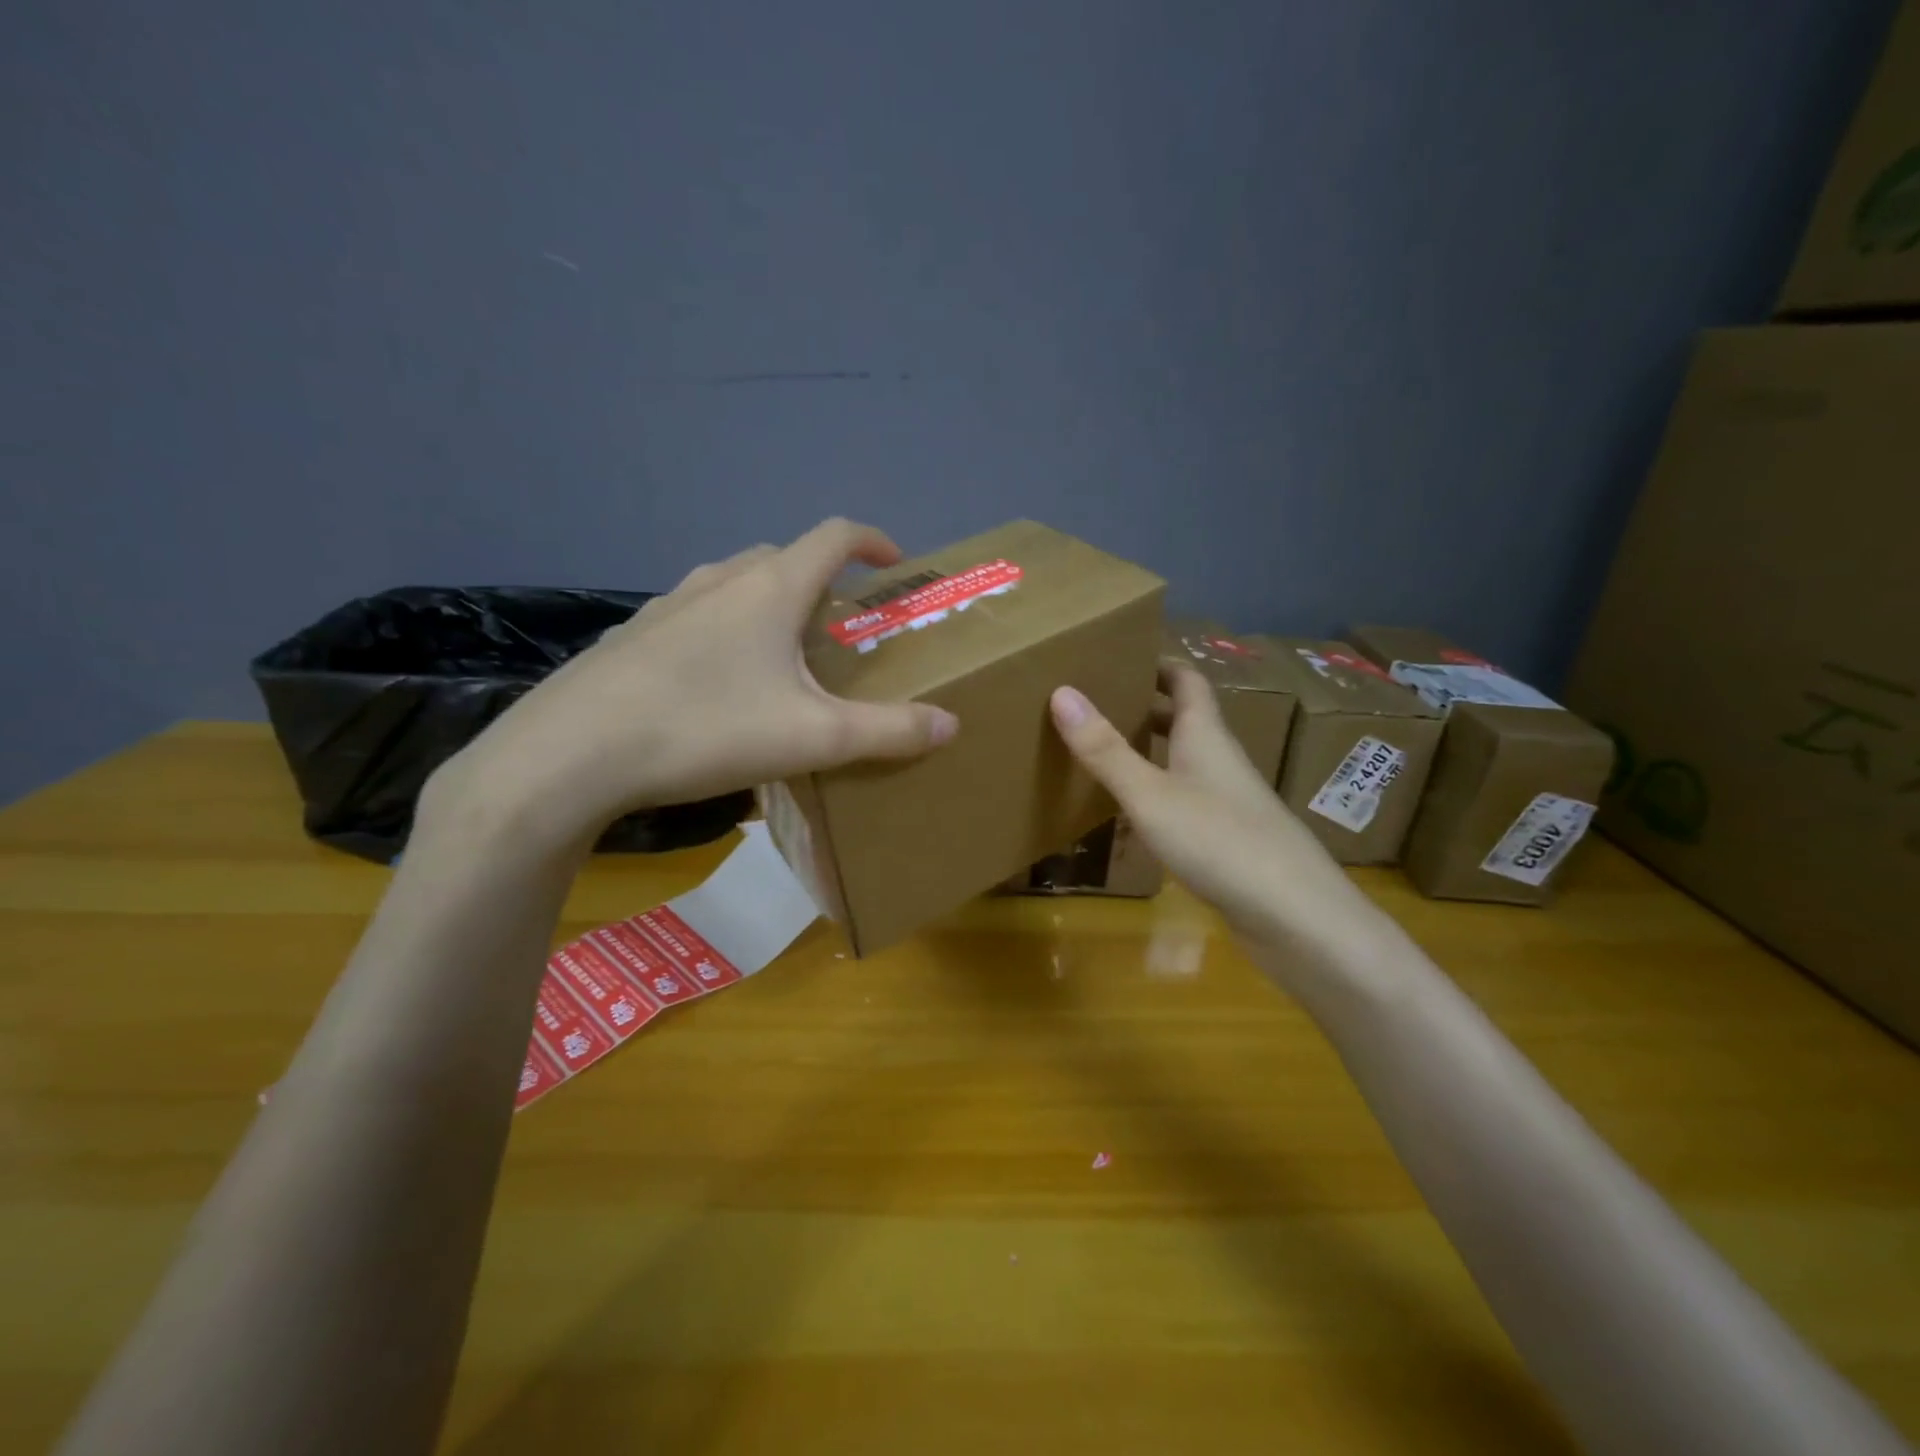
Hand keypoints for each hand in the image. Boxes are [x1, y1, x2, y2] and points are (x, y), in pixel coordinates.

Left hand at [436, 519, 958, 846]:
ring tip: (782, 654)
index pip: (834, 536)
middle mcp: (719, 581)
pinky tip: (718, 682)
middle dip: (822, 581)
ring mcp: (669, 604)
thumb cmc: (706, 729)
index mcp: (770, 589)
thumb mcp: (813, 737)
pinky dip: (724, 629)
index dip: (873, 541)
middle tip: (840, 627)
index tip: (895, 563)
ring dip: (770, 603)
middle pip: (784, 559)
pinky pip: (696, 615)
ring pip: (735, 585)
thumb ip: (888, 731)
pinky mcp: (634, 635)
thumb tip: (950, 724)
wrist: (574, 753)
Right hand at [1049, 667, 1386, 957]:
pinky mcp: (1229, 838)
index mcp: (1206, 736)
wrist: (1295, 916)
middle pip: (1185, 718)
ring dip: (1151, 748)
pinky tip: (1134, 810)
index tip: (1121, 653)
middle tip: (1098, 700)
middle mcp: (1220, 760)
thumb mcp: (1150, 794)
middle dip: (1146, 704)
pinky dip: (1158, 790)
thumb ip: (1105, 749)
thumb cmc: (1220, 841)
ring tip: (1104, 748)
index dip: (1158, 663)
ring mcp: (1229, 801)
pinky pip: (1186, 798)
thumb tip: (1061, 691)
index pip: (1186, 681)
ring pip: (1185, 760)